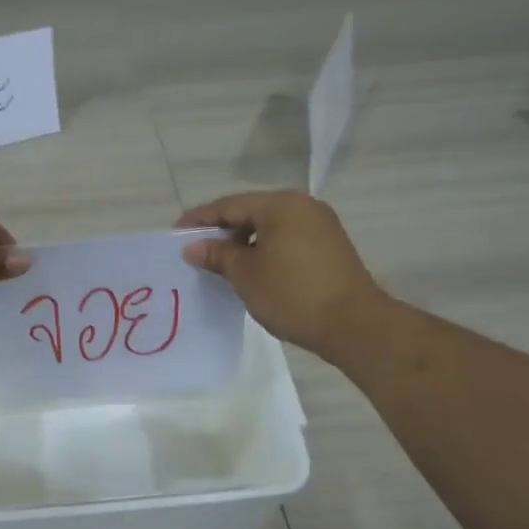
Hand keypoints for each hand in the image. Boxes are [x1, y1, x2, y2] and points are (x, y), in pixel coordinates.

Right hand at [177, 191, 388, 356]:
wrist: (353, 324)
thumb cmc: (292, 294)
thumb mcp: (246, 275)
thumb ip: (218, 255)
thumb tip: (193, 247)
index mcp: (280, 205)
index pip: (229, 205)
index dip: (200, 219)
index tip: (175, 234)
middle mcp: (302, 206)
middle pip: (250, 213)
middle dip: (221, 231)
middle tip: (194, 250)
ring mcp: (319, 226)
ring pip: (269, 228)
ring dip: (242, 243)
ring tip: (218, 263)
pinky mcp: (328, 247)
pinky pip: (286, 240)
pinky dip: (264, 250)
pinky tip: (249, 270)